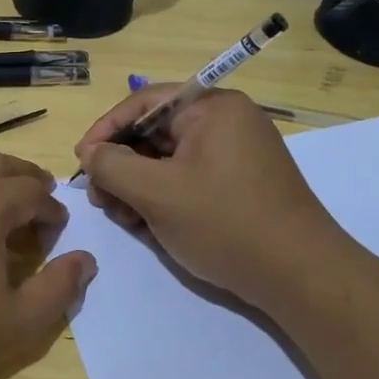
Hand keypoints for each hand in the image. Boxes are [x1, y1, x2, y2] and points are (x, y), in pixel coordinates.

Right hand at [75, 85, 348, 309]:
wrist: (298, 275)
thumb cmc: (224, 223)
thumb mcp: (156, 193)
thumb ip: (112, 166)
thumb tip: (91, 154)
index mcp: (212, 108)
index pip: (143, 103)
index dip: (105, 131)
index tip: (80, 163)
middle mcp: (226, 122)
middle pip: (154, 133)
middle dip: (121, 165)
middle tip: (100, 199)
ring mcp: (235, 154)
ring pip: (168, 160)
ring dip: (138, 186)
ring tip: (123, 217)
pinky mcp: (238, 185)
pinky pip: (188, 179)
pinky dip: (163, 197)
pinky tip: (148, 226)